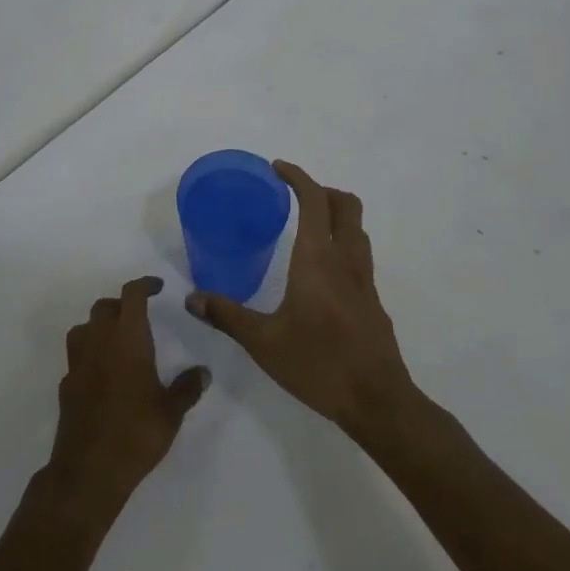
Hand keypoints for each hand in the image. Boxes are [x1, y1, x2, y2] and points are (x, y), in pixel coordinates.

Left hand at [46, 277, 209, 521]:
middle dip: (121, 305)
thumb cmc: (137, 432)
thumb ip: (187, 387)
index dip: (144, 285)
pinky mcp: (66, 384)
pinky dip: (89, 356)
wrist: (90, 469)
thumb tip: (203, 372)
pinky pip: (77, 357)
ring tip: (117, 342)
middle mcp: (99, 340)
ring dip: (99, 327)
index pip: (132, 294)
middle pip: (104, 307)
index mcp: (127, 337)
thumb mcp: (171, 411)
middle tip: (139, 317)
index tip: (157, 287)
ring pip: (84, 328)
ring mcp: (78, 361)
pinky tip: (102, 375)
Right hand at [186, 161, 415, 436]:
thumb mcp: (263, 342)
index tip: (277, 169)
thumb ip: (227, 316)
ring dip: (336, 214)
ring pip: (357, 227)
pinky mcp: (373, 300)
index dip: (298, 177)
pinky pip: (360, 253)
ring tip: (308, 226)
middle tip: (293, 196)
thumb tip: (192, 298)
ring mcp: (365, 279)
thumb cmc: (318, 364)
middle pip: (345, 204)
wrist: (377, 401)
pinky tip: (322, 270)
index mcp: (317, 259)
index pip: (314, 200)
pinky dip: (343, 242)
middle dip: (321, 190)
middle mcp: (345, 259)